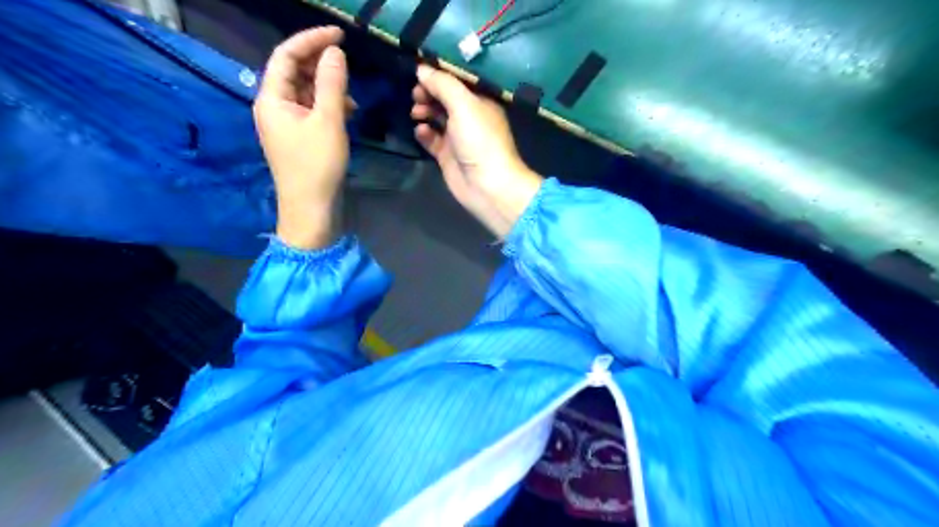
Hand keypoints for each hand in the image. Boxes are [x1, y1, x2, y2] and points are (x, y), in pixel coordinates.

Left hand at [254, 26, 347, 249]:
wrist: (311, 208)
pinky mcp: (298, 137)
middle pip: (294, 72)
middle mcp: (273, 106)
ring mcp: (285, 123)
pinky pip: (311, 111)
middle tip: (348, 68)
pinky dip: (328, 107)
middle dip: (321, 67)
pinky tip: (347, 114)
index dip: (311, 40)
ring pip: (305, 92)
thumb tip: (335, 52)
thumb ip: (331, 83)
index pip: (286, 55)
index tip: (340, 34)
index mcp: (271, 98)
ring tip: (351, 101)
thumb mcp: (329, 121)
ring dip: (328, 89)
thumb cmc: (317, 165)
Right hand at [411, 65, 543, 238]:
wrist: (487, 185)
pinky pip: (431, 138)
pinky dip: (424, 132)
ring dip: (424, 111)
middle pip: (444, 97)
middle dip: (428, 93)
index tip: (419, 69)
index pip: (457, 80)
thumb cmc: (480, 140)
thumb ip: (443, 84)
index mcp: (480, 101)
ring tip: (417, 112)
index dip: (438, 73)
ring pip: (436, 117)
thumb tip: (422, 69)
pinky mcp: (447, 155)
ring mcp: (458, 137)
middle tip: (416, 94)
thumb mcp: (464, 105)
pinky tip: (420, 131)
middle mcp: (469, 116)